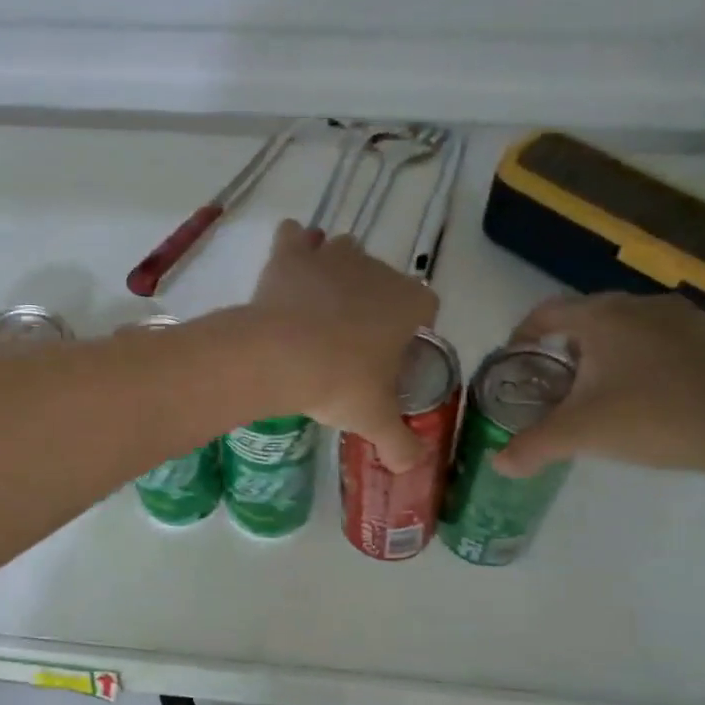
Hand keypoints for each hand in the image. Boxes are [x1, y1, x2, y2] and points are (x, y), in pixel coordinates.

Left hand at [247, 222, 437, 470]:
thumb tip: (412, 467)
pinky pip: (295, 237)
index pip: (425, 306)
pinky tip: (287, 268)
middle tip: (347, 339)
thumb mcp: (375, 420)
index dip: (410, 326)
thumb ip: (401, 444)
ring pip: (342, 251)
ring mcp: (333, 255)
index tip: (390, 352)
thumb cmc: (339, 384)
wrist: (279, 356)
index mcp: (409, 303)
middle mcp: (376, 269)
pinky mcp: (292, 253)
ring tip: (317, 305)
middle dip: (371, 301)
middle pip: (382, 279)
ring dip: (335, 271)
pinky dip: (293, 246)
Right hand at [494, 293, 704, 476]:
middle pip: (587, 317)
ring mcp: (683, 316)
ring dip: (611, 350)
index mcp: (600, 316)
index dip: (524, 334)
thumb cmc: (651, 417)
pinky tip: (657, 393)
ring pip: (629, 327)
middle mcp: (638, 304)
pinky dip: (650, 358)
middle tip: (560, 382)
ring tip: (608, 389)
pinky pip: (666, 339)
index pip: (546, 312)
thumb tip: (497, 464)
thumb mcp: (580, 435)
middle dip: (568, 346)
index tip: (516, 359)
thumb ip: (533, 447)